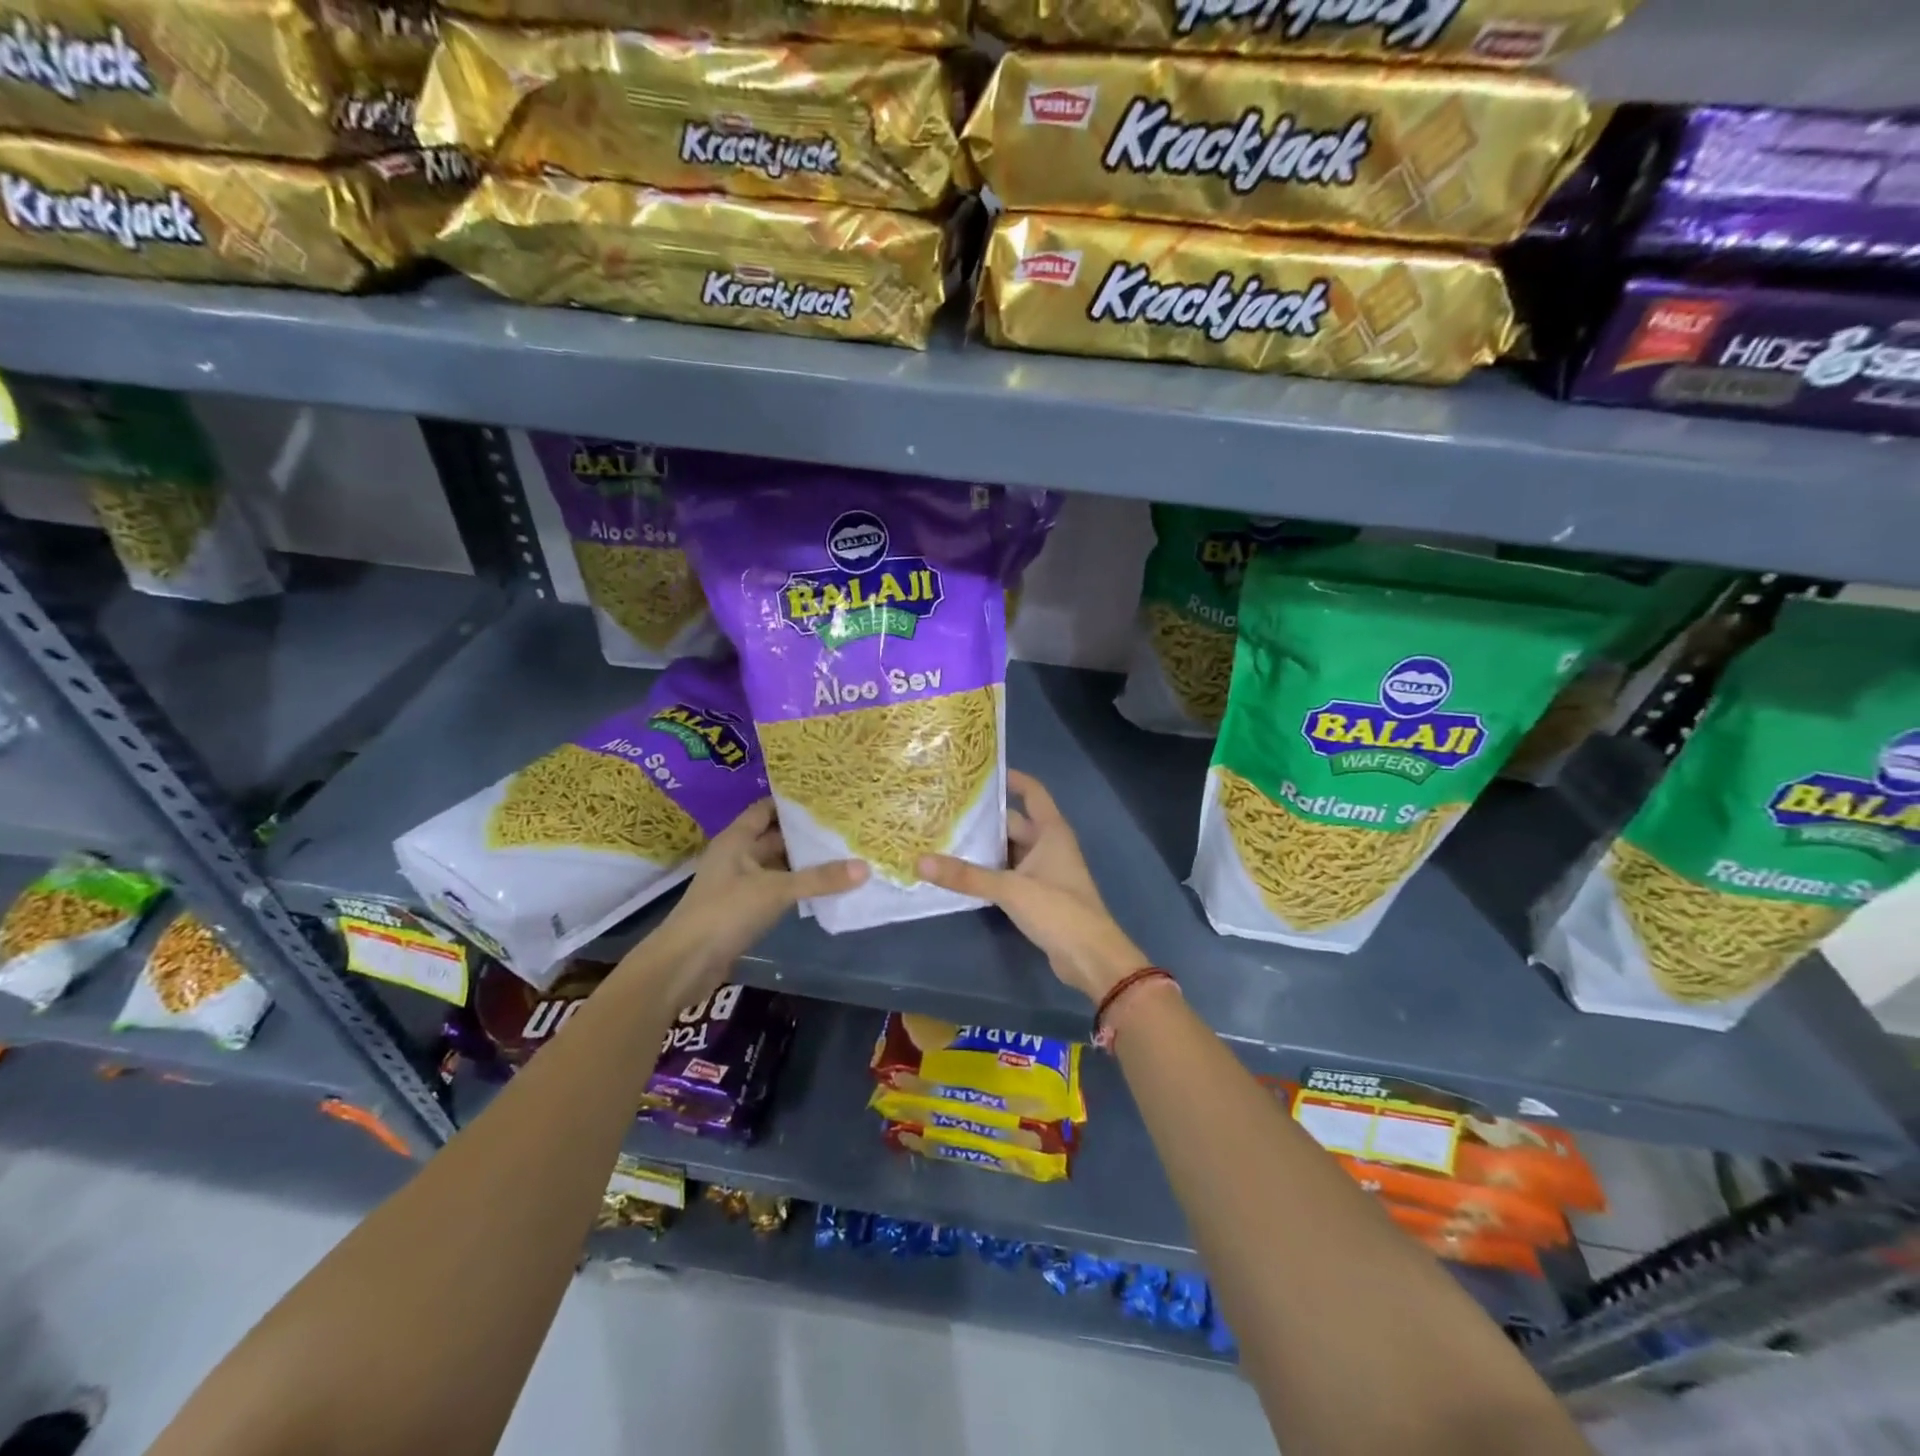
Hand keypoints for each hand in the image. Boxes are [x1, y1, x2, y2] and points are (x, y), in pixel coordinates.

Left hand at [633, 800, 865, 1005]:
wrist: (685, 964)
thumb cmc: (725, 912)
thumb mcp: (776, 890)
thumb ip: (819, 879)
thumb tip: (865, 867)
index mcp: (736, 839)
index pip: (766, 809)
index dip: (792, 802)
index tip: (826, 798)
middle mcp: (736, 856)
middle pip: (775, 837)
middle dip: (805, 834)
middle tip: (843, 827)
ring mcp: (739, 884)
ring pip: (777, 865)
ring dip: (803, 862)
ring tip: (842, 853)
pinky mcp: (743, 910)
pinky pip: (775, 890)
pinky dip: (797, 887)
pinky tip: (824, 888)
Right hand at [918, 770, 1146, 1002]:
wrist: (1090, 957)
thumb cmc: (1058, 910)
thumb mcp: (1010, 889)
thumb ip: (966, 876)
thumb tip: (920, 861)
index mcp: (1051, 832)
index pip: (1032, 792)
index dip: (1011, 779)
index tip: (980, 772)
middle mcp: (1049, 846)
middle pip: (1014, 822)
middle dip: (985, 818)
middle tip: (947, 810)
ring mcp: (1045, 871)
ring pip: (1010, 850)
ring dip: (985, 847)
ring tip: (946, 838)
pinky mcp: (1039, 895)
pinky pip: (1010, 873)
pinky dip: (990, 871)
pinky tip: (963, 873)